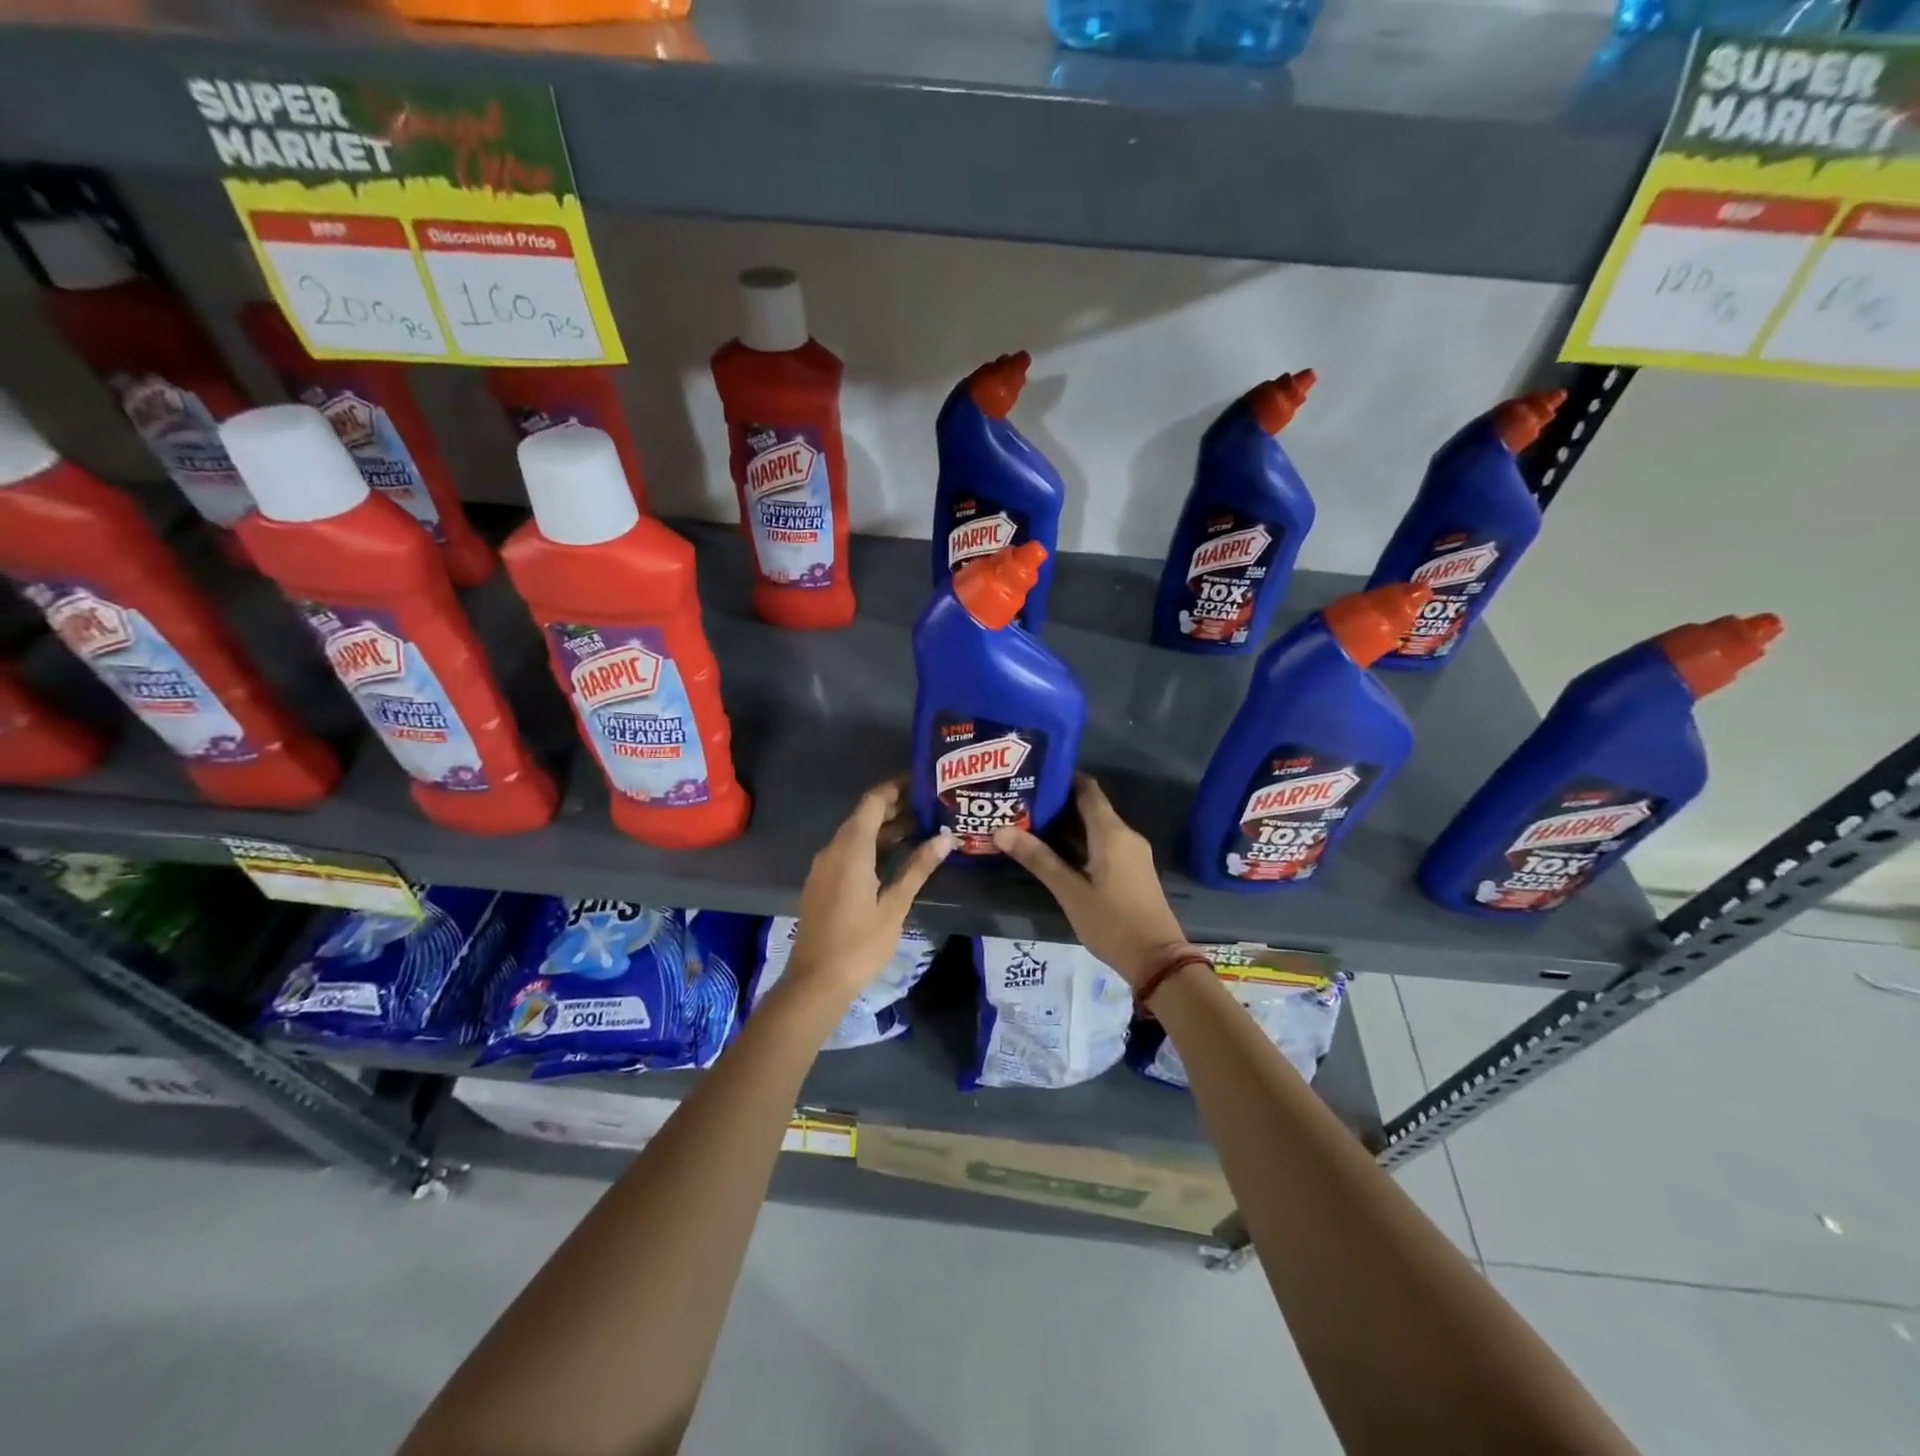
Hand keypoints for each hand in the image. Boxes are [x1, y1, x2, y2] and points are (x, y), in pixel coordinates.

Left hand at [786, 778, 951, 1000]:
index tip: (923, 781)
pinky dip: (872, 846)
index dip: (896, 787)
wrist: (816, 981)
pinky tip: (896, 857)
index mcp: (850, 849)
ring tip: (922, 829)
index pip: (873, 802)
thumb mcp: (895, 905)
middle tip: (931, 806)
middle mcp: (833, 850)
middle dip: (896, 808)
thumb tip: (945, 838)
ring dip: (885, 829)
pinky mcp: (822, 883)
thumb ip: (918, 868)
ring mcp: (824, 867)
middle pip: (864, 816)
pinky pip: (848, 852)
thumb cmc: (860, 943)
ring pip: (856, 835)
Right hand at [992, 774, 1191, 988]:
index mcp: (1111, 832)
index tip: (1033, 775)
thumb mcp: (1069, 892)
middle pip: (1089, 807)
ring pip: (1095, 828)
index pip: (1087, 789)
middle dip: (1057, 804)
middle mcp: (1124, 835)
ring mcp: (1131, 853)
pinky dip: (1080, 843)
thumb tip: (1001, 830)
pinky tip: (1054, 852)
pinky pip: (1103, 844)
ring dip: (1067, 826)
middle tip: (1021, 802)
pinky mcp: (1131, 870)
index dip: (1062, 778)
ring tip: (1029, 824)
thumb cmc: (1112, 922)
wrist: (1157, 960)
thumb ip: (1038, 858)